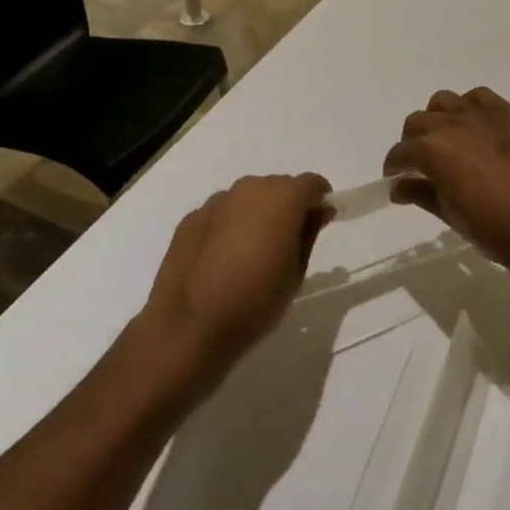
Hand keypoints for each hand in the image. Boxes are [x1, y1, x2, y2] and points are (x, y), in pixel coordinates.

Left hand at [141, 174, 331, 376]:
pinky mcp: (191, 218)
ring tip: (253, 252)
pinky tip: (223, 258)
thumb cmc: (255, 302)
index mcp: (281, 199)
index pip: (311, 183)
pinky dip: (230, 226)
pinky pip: (222, 213)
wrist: (189, 326)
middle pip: (278, 186)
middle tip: (287, 242)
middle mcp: (248, 189)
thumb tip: (320, 210)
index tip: (321, 221)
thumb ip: (310, 232)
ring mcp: (216, 201)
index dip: (320, 199)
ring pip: (248, 197)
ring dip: (257, 214)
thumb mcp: (296, 272)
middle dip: (288, 206)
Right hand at [382, 87, 509, 278]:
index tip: (397, 179)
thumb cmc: (498, 230)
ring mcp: (482, 114)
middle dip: (413, 143)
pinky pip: (478, 98)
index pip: (400, 153)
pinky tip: (477, 130)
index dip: (395, 167)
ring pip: (444, 102)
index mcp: (433, 151)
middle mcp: (452, 124)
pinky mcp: (509, 113)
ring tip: (449, 141)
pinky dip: (469, 108)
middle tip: (422, 165)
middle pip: (418, 122)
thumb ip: (422, 195)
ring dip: (438, 119)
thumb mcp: (452, 217)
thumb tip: (398, 187)